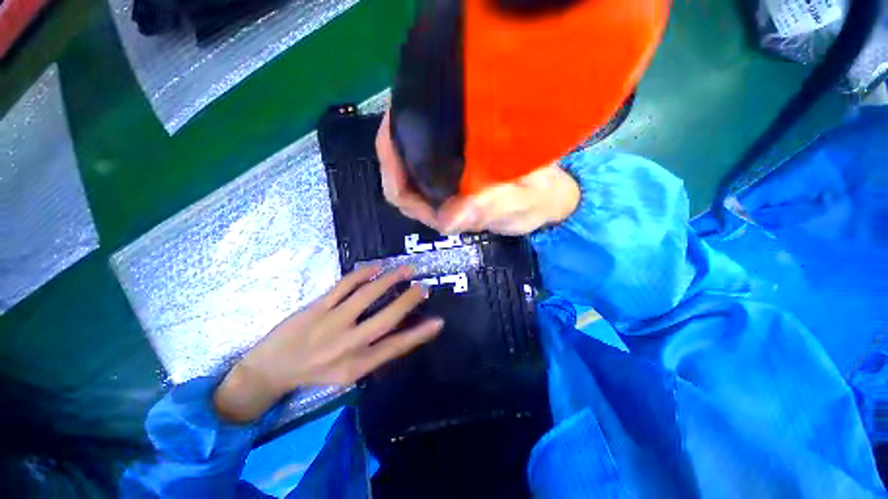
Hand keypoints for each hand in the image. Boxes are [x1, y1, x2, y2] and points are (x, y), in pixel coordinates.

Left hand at [214, 266, 442, 422]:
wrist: (269, 370)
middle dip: (409, 300)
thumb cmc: (314, 373)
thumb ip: (373, 352)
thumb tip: (400, 332)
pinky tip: (376, 267)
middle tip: (423, 287)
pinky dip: (363, 273)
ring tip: (405, 269)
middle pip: (386, 318)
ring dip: (390, 280)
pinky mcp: (317, 307)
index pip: (396, 347)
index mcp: (357, 365)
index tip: (438, 321)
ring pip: (367, 295)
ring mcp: (331, 323)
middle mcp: (347, 344)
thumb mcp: (347, 372)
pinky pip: (345, 285)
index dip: (420, 334)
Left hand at [376, 110, 579, 235]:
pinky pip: (426, 161)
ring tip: (410, 106)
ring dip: (404, 142)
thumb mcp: (519, 202)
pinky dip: (422, 140)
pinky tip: (430, 117)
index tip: (393, 126)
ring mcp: (445, 192)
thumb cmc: (536, 201)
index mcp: (448, 214)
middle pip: (400, 181)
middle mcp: (439, 204)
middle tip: (400, 108)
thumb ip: (490, 208)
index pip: (404, 196)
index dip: (392, 167)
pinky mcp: (454, 179)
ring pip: (409, 171)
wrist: (548, 198)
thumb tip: (449, 220)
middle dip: (393, 149)